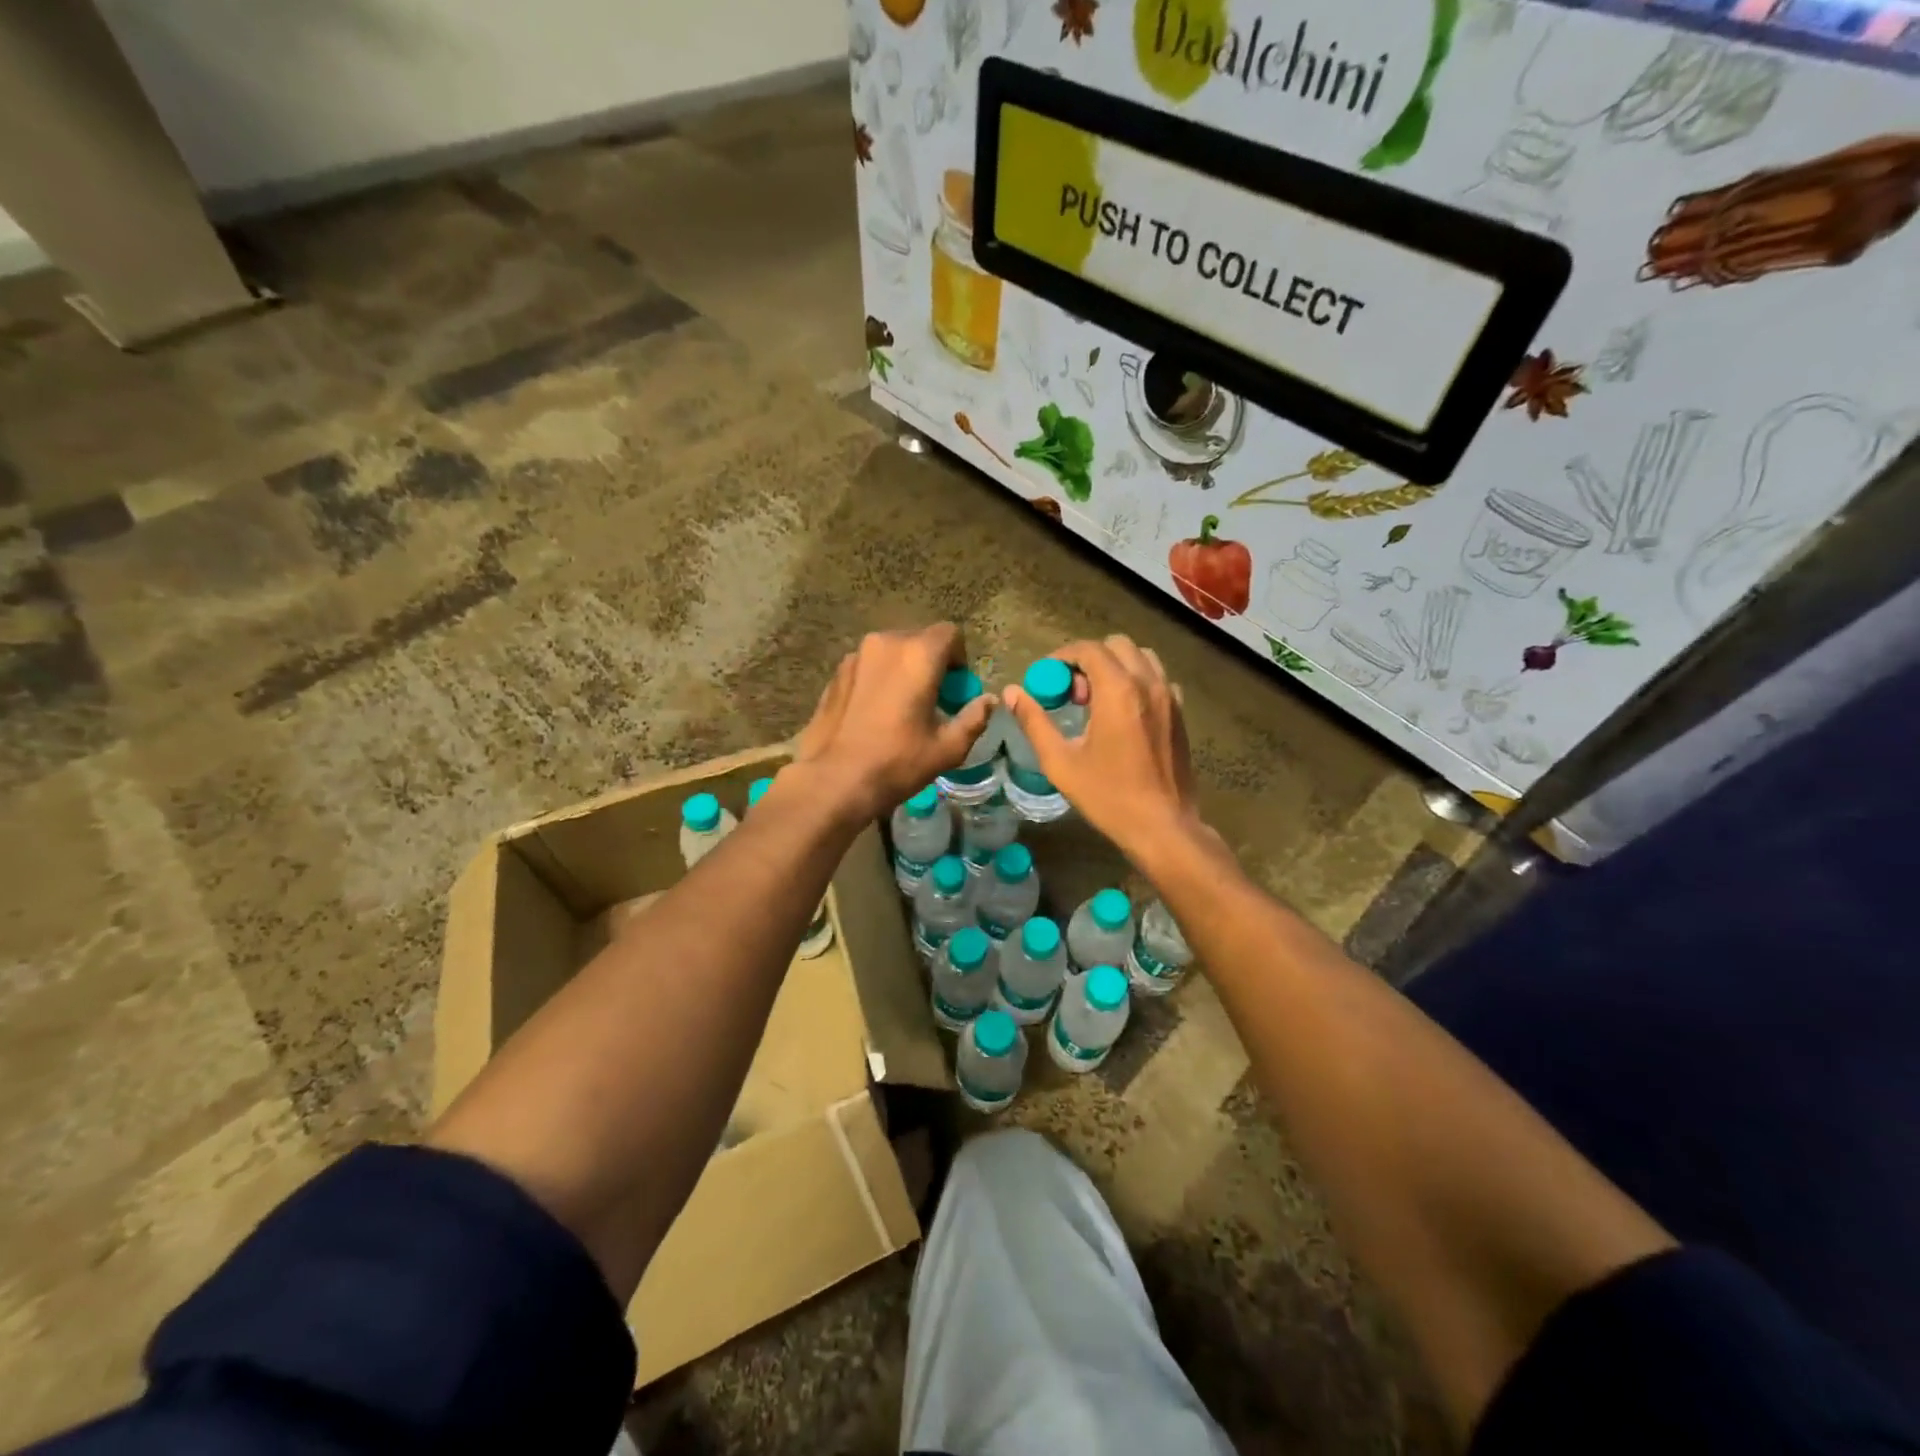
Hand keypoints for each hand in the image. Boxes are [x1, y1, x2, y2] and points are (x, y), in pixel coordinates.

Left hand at [793, 625, 992, 820]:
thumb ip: (975, 718)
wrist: (834, 780)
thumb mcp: (948, 748)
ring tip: (901, 707)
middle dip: (931, 663)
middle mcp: (885, 644)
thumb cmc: (897, 762)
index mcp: (918, 654)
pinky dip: (879, 679)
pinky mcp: (836, 673)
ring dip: (903, 670)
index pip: (950, 634)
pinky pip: (868, 666)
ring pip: (891, 652)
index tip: (956, 689)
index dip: (959, 658)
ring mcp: (855, 656)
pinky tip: (874, 713)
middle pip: (919, 640)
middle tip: (932, 699)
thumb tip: (989, 701)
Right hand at [1003, 634, 1205, 861]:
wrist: (1163, 826)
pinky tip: (1124, 713)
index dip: (1062, 657)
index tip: (1046, 678)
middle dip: (1089, 660)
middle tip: (1072, 693)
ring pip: (1141, 657)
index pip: (1088, 650)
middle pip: (1116, 646)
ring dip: (1115, 667)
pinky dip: (1137, 681)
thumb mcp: (1061, 762)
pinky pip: (1158, 679)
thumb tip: (1012, 693)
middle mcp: (1148, 684)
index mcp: (1118, 691)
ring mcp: (1170, 697)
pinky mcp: (1181, 713)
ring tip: (1098, 700)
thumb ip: (1034, 722)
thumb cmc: (1108, 796)